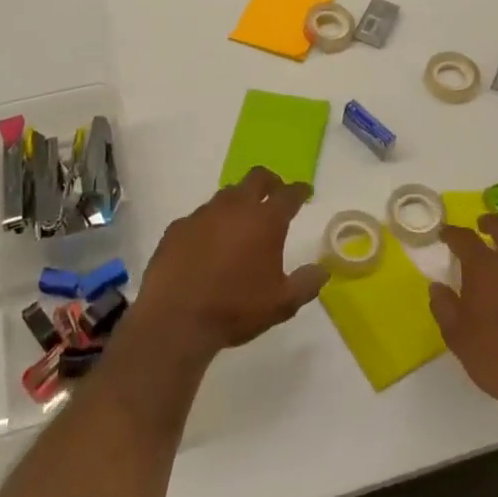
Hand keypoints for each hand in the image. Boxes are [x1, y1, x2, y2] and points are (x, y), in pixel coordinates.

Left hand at [131, 167, 327, 360]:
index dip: (299, 191)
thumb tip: (322, 271)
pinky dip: (210, 224)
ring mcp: (202, 214)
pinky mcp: (178, 227)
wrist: (175, 319)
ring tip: (241, 222)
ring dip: (238, 202)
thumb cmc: (235, 309)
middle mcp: (234, 207)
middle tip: (275, 193)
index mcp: (265, 220)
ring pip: (226, 194)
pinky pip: (199, 217)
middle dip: (270, 181)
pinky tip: (208, 244)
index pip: (288, 194)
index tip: (304, 192)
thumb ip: (306, 284)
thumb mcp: (282, 304)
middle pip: (256, 178)